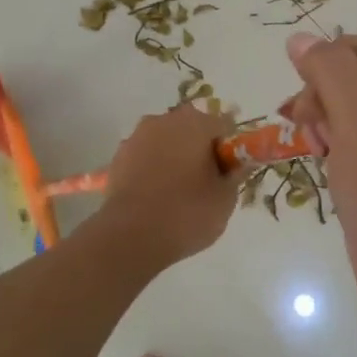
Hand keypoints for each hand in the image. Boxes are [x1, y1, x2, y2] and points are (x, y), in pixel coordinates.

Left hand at [93, 103, 238, 269]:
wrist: (130, 236)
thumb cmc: (186, 213)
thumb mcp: (225, 199)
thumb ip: (236, 174)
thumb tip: (239, 163)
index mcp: (195, 122)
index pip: (223, 126)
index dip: (230, 150)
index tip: (229, 174)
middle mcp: (164, 120)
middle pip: (191, 130)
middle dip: (200, 150)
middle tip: (205, 184)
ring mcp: (137, 136)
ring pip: (166, 142)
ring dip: (174, 158)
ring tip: (177, 193)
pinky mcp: (118, 157)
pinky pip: (145, 158)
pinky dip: (152, 170)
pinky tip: (155, 197)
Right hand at [281, 32, 356, 331]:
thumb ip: (330, 72)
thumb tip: (299, 38)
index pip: (354, 50)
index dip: (324, 82)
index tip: (312, 124)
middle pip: (351, 74)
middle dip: (325, 105)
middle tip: (319, 144)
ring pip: (346, 102)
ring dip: (326, 126)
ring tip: (326, 159)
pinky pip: (356, 131)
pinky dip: (337, 145)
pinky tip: (334, 169)